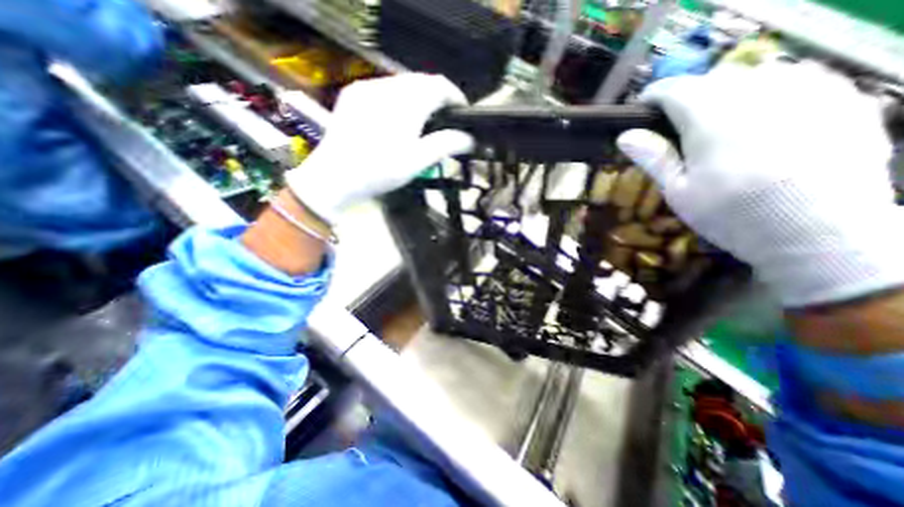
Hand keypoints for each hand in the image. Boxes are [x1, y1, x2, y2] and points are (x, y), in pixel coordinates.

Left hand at [288, 73, 472, 223]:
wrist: (336, 177)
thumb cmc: (380, 171)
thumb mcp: (417, 161)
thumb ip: (446, 145)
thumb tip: (469, 139)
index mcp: (406, 102)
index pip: (439, 86)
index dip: (455, 96)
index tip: (462, 112)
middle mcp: (386, 87)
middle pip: (421, 82)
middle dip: (436, 97)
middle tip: (443, 120)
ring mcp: (366, 88)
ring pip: (401, 84)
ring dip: (417, 97)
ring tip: (421, 121)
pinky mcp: (353, 95)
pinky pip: (383, 89)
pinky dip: (397, 99)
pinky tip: (396, 118)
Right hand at [618, 63, 903, 308]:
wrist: (819, 232)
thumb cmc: (731, 215)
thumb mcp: (679, 191)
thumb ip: (653, 157)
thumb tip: (625, 135)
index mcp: (711, 118)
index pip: (674, 89)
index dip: (652, 96)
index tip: (642, 109)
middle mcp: (757, 92)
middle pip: (711, 80)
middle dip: (688, 97)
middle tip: (678, 126)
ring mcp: (806, 90)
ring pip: (752, 75)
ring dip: (727, 93)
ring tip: (719, 123)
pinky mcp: (840, 98)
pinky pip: (795, 79)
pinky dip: (768, 93)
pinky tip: (763, 120)